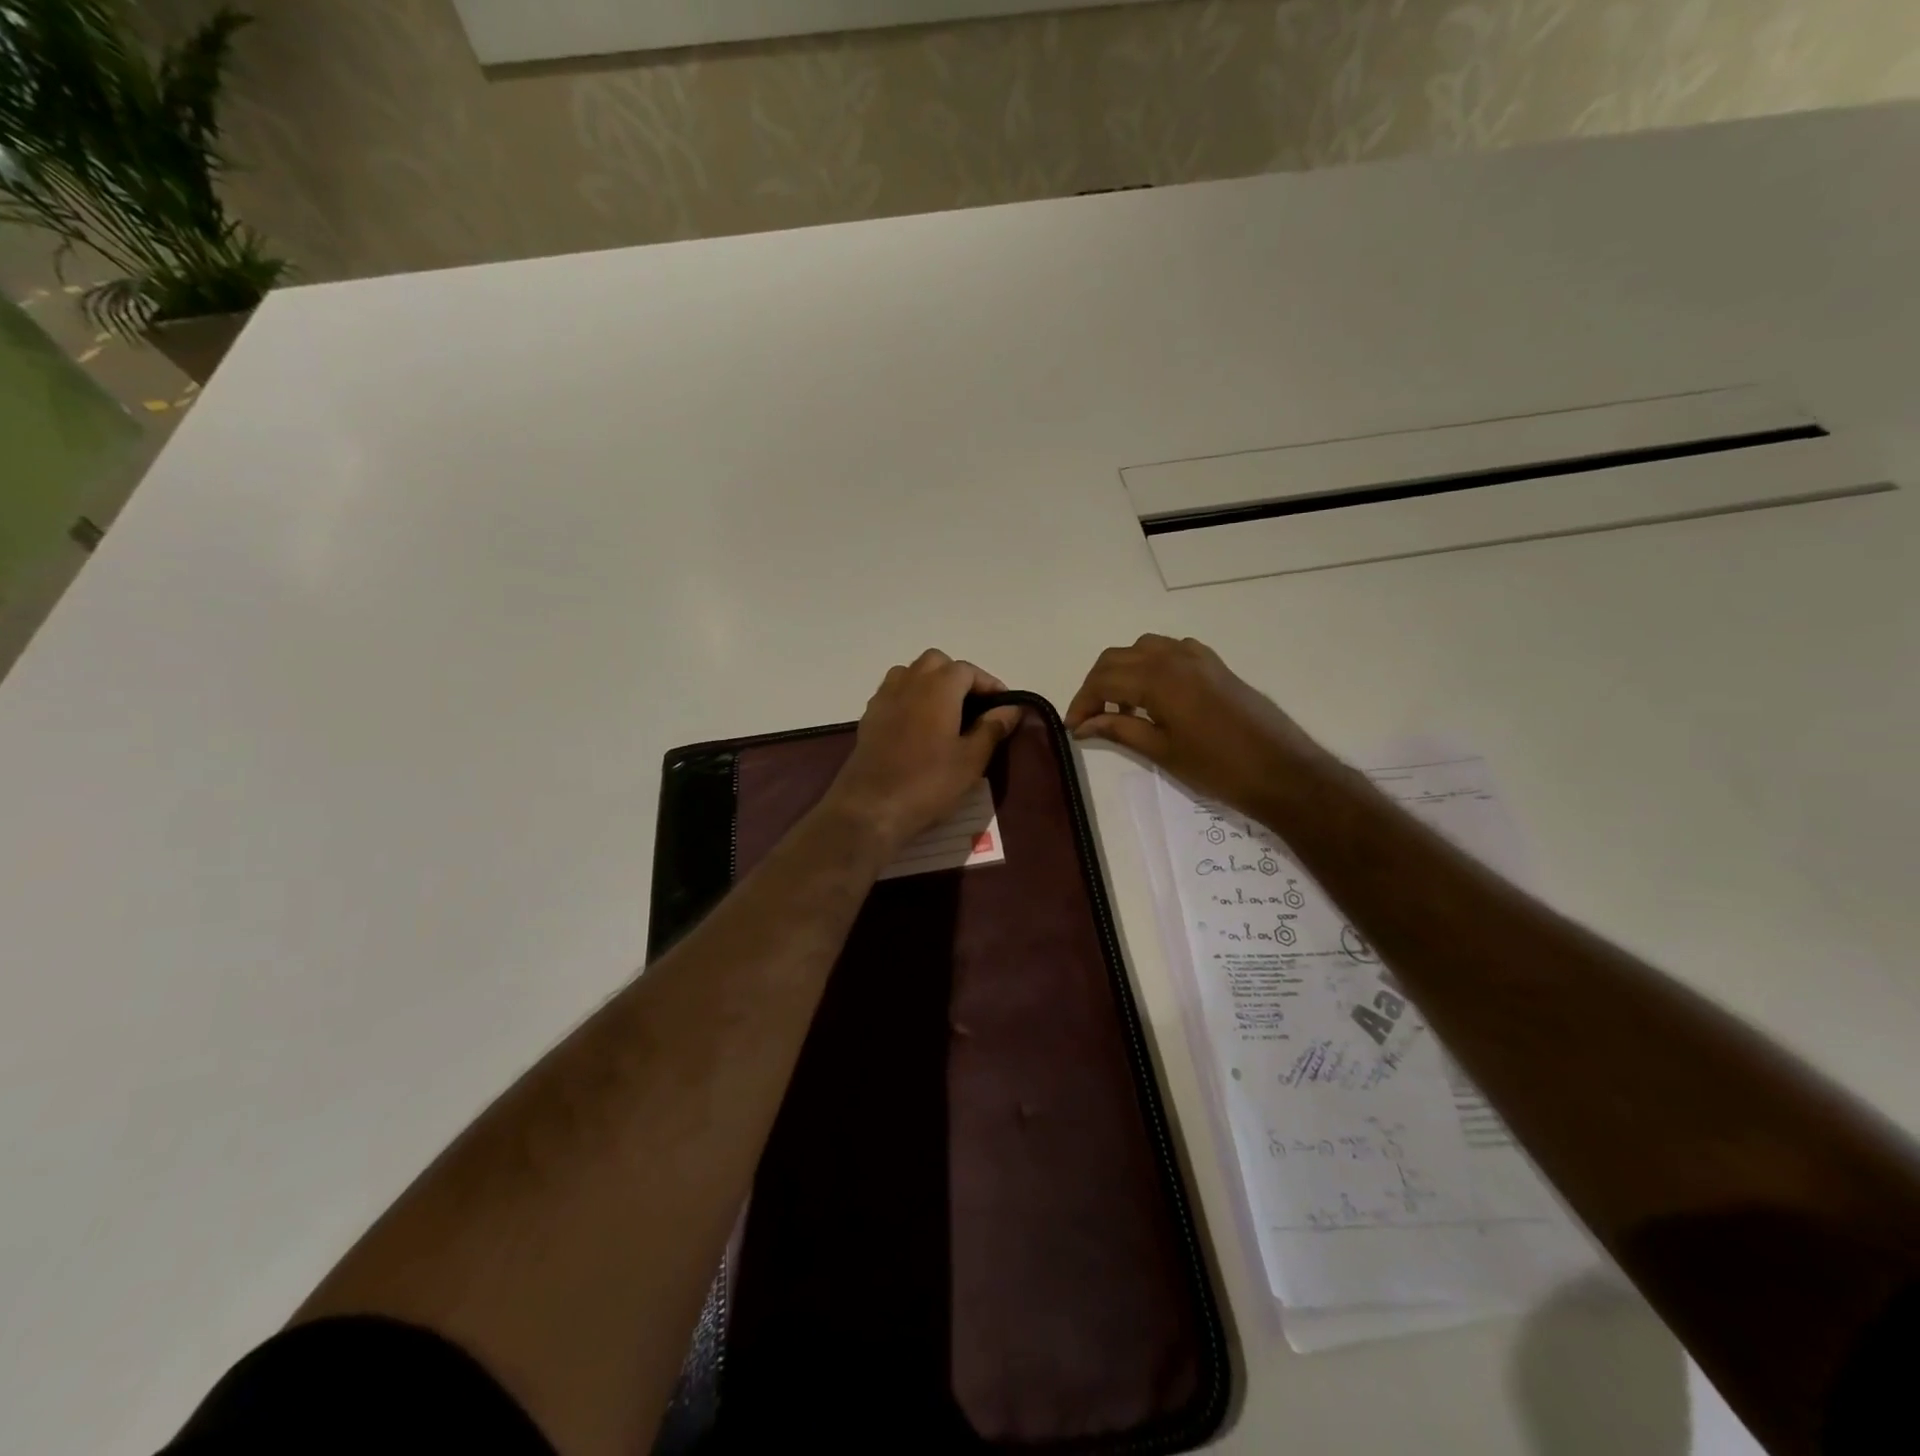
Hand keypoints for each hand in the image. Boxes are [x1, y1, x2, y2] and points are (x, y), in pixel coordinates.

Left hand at [820, 650, 1022, 856]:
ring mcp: (884, 698)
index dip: (989, 684)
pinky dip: (910, 698)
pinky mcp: (869, 718)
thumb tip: (1011, 708)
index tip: (1004, 706)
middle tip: (975, 707)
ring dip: (930, 683)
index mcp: (938, 688)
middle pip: (936, 662)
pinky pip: (893, 693)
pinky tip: (918, 727)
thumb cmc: (928, 782)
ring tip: (946, 712)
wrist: (870, 808)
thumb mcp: (971, 760)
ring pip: (910, 673)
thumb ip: (992, 728)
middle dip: (958, 677)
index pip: (968, 670)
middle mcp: (909, 683)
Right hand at [1064, 635, 1323, 818]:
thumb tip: (1083, 725)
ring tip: (1122, 706)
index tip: (1074, 727)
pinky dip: (1152, 664)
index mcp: (1158, 678)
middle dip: (1097, 684)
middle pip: (1118, 657)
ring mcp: (1198, 657)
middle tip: (1090, 717)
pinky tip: (1156, 693)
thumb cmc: (1217, 767)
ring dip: (1123, 671)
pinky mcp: (1215, 664)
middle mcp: (1174, 657)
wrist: (1281, 770)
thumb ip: (1119, 730)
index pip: (1103, 680)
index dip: (1082, 702)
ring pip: (1144, 648)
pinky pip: (1172, 650)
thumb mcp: (1161, 751)